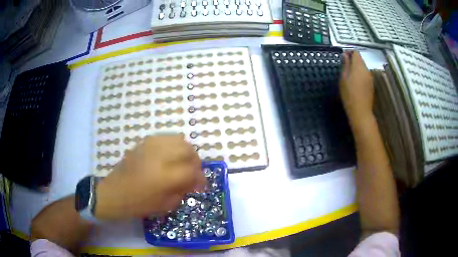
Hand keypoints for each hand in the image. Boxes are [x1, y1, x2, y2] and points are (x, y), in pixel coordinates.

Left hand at [94, 134, 204, 219]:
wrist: (114, 193)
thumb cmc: (139, 204)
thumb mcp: (166, 205)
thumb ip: (182, 190)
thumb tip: (192, 180)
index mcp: (167, 177)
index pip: (193, 171)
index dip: (200, 178)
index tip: (200, 184)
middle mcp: (161, 157)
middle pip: (188, 150)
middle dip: (195, 161)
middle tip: (193, 171)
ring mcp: (151, 146)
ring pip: (178, 139)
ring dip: (185, 151)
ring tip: (182, 161)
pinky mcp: (143, 142)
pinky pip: (165, 137)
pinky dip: (172, 145)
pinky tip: (169, 155)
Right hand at [339, 51, 373, 124]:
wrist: (361, 111)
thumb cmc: (349, 94)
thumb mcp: (343, 78)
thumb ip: (345, 65)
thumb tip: (345, 55)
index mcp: (359, 66)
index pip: (356, 52)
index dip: (349, 52)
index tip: (343, 57)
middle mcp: (366, 69)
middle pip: (360, 59)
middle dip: (353, 60)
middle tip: (344, 67)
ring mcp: (370, 77)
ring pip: (363, 67)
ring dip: (356, 68)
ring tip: (349, 76)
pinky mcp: (371, 84)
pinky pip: (365, 75)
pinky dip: (360, 75)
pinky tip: (355, 83)